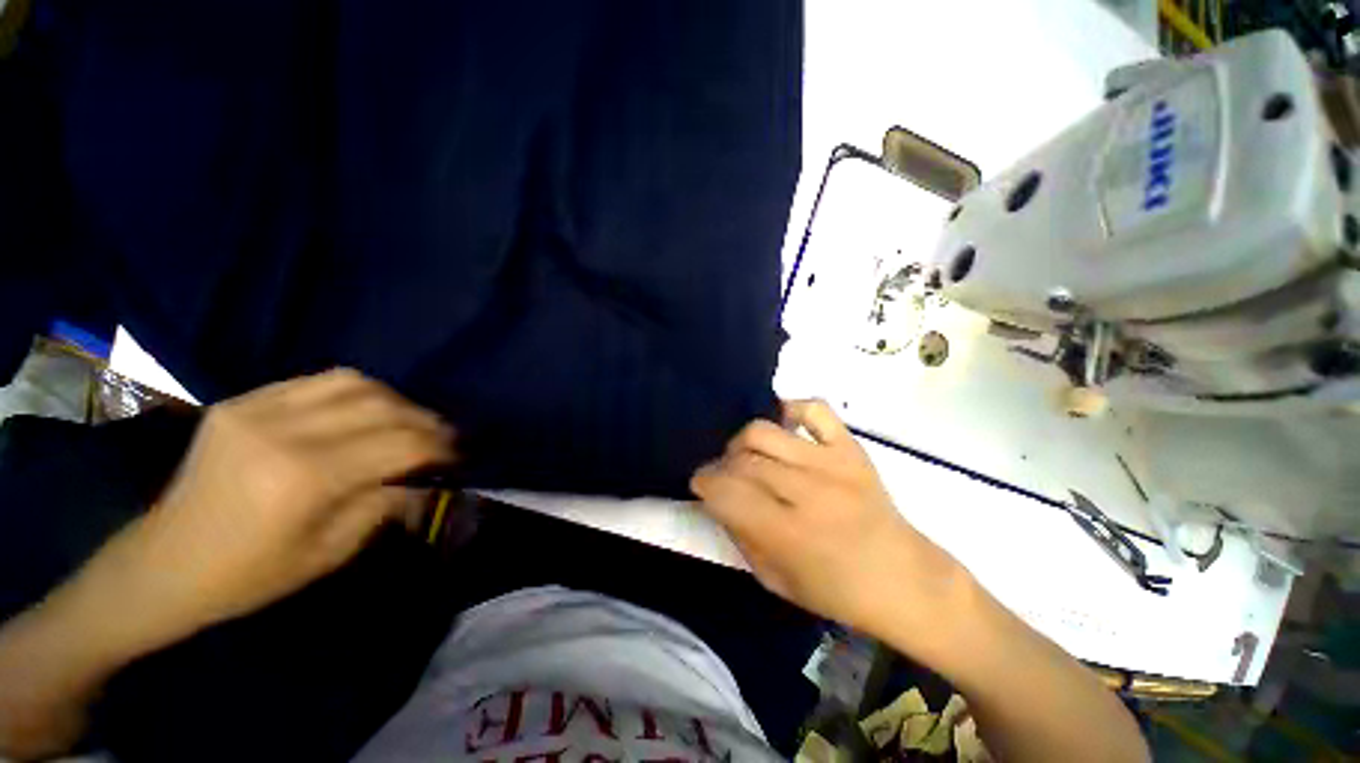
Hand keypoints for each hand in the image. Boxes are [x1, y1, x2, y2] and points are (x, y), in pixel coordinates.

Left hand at [89, 368, 454, 644]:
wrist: (163, 564)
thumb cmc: (248, 576)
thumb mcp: (330, 553)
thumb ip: (386, 505)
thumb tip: (426, 479)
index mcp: (303, 478)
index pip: (400, 445)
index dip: (441, 447)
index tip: (460, 456)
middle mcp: (282, 431)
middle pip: (383, 407)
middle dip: (426, 421)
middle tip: (444, 438)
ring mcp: (257, 408)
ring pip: (356, 383)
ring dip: (396, 401)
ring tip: (408, 422)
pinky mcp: (242, 401)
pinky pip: (318, 380)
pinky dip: (357, 392)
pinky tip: (366, 411)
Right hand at [690, 400, 964, 636]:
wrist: (905, 579)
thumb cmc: (837, 591)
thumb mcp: (775, 580)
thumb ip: (740, 534)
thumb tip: (718, 498)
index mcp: (789, 534)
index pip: (726, 491)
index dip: (704, 483)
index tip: (701, 485)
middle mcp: (808, 491)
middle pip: (742, 459)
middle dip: (721, 466)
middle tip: (725, 478)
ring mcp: (832, 463)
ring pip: (764, 431)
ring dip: (744, 443)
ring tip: (749, 457)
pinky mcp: (851, 447)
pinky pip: (813, 408)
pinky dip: (791, 410)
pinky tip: (784, 428)